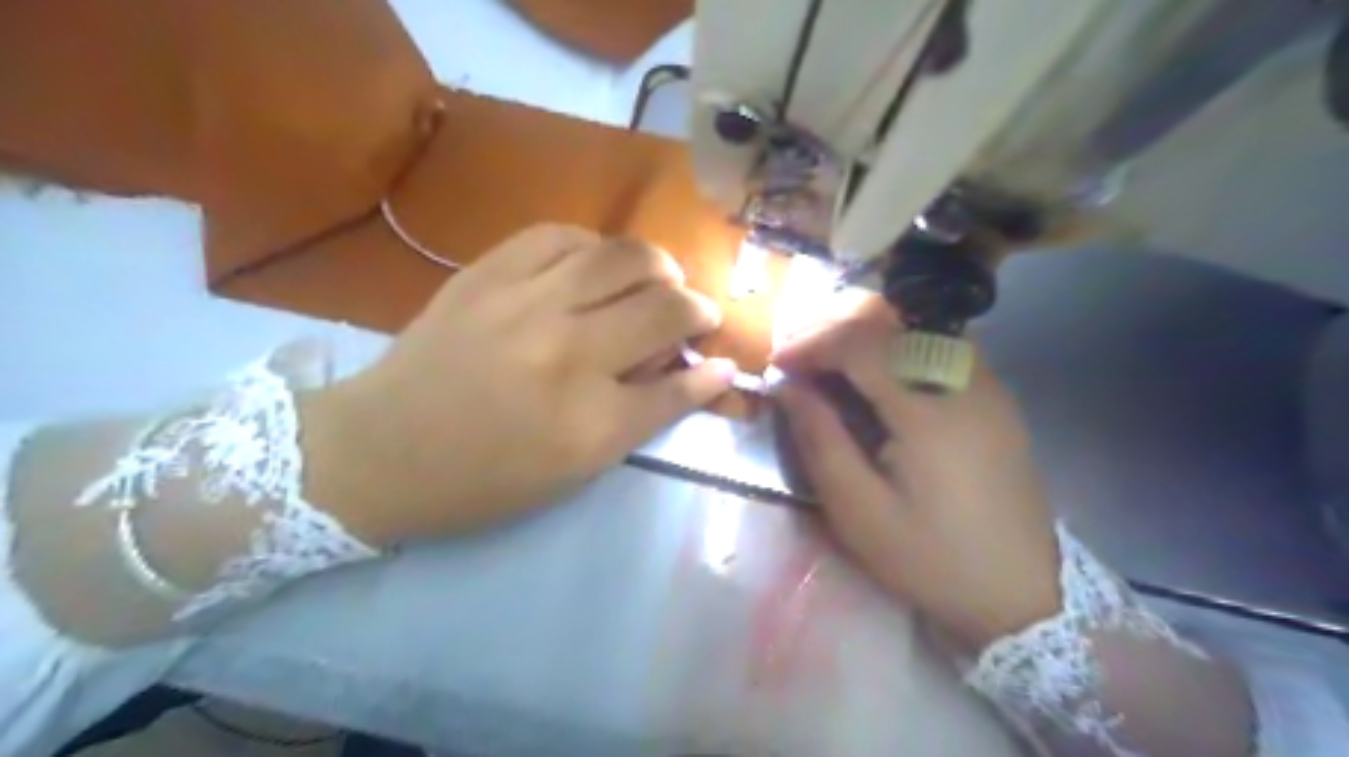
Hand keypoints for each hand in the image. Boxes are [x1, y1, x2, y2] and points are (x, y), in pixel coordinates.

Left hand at [302, 222, 735, 544]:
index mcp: (588, 424)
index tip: (722, 362)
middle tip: (695, 315)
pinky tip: (596, 265)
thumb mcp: (574, 470)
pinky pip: (562, 234)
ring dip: (658, 267)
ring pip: (623, 256)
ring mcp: (524, 303)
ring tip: (658, 281)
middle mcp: (566, 354)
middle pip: (663, 308)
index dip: (712, 372)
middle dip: (697, 308)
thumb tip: (700, 372)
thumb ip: (643, 417)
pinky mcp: (487, 273)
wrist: (378, 449)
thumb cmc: (483, 479)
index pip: (679, 385)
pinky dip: (595, 246)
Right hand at [768, 300, 1065, 650]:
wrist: (1022, 593)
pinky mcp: (994, 395)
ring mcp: (986, 384)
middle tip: (795, 355)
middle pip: (890, 320)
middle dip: (832, 327)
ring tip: (825, 361)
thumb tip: (786, 385)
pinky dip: (894, 346)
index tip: (776, 363)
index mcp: (929, 410)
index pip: (861, 342)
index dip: (811, 342)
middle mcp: (963, 380)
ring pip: (915, 325)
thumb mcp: (860, 512)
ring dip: (862, 333)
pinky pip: (936, 345)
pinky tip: (873, 375)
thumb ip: (820, 439)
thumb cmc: (931, 559)